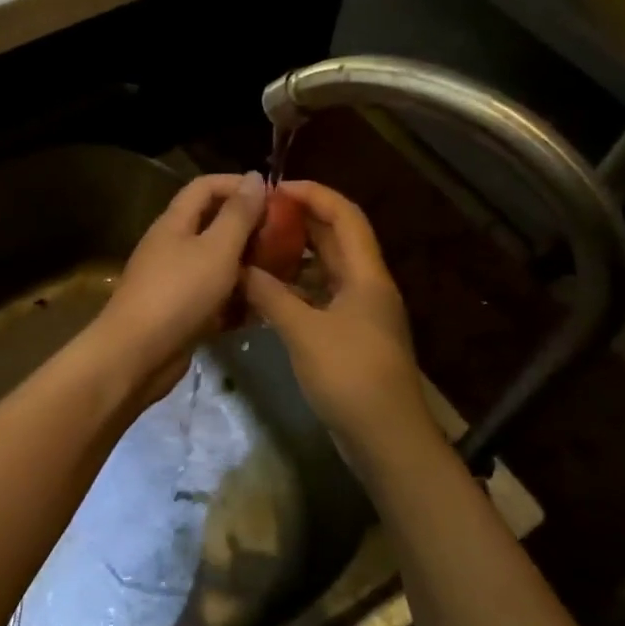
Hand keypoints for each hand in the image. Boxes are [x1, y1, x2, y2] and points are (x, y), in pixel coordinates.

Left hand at [97, 170, 268, 398]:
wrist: (136, 356)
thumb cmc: (179, 294)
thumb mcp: (216, 249)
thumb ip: (238, 214)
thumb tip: (255, 177)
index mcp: (175, 222)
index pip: (205, 187)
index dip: (238, 185)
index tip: (276, 197)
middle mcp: (172, 247)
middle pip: (213, 226)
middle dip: (249, 229)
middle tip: (288, 240)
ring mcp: (175, 281)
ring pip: (217, 265)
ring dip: (247, 267)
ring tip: (284, 274)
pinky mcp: (181, 313)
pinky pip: (214, 298)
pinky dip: (236, 300)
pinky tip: (263, 308)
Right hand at [240, 181, 433, 464]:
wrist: (386, 438)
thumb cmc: (350, 376)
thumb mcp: (303, 331)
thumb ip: (270, 295)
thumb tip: (238, 268)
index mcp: (366, 274)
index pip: (344, 215)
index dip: (313, 194)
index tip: (274, 187)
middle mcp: (367, 285)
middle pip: (336, 238)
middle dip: (300, 221)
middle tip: (258, 215)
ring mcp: (360, 312)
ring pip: (326, 268)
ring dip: (295, 255)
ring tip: (256, 247)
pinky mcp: (350, 335)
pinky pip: (320, 296)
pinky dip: (295, 288)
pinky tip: (266, 292)